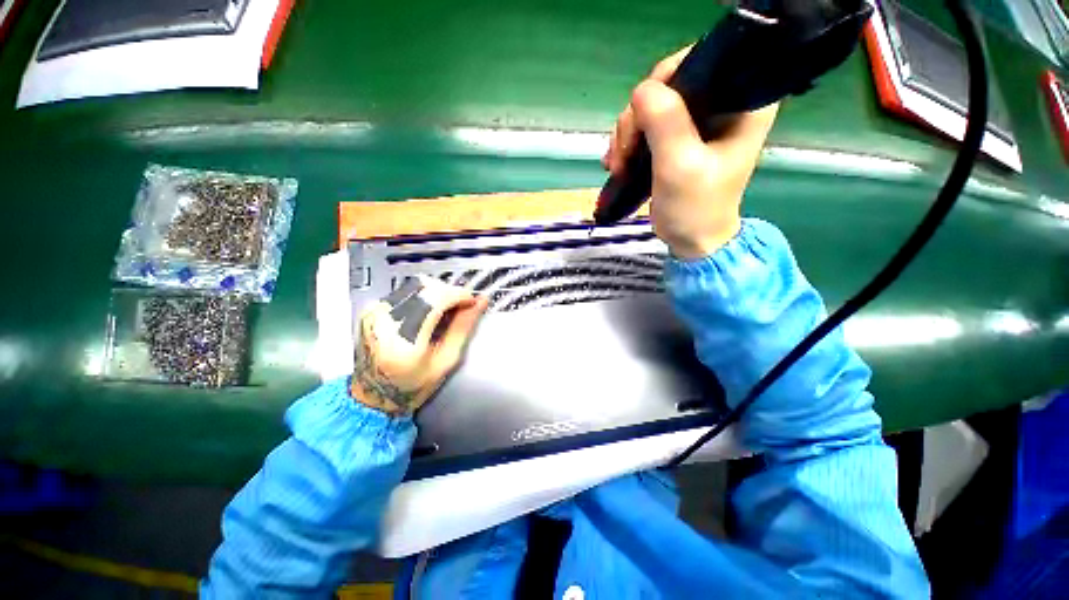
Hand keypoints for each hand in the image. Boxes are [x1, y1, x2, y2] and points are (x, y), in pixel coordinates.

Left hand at [351, 276, 488, 414]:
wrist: (372, 396)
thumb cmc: (412, 385)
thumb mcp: (446, 360)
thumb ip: (463, 327)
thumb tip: (480, 302)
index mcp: (404, 338)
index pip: (436, 298)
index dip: (460, 295)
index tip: (473, 302)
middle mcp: (385, 319)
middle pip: (427, 286)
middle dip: (451, 292)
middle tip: (463, 308)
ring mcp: (375, 312)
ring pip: (417, 284)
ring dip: (439, 293)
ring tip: (447, 311)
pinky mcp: (373, 309)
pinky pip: (406, 291)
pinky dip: (425, 296)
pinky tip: (430, 312)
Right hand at [604, 47, 778, 258]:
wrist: (692, 239)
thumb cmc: (695, 207)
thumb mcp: (680, 166)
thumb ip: (666, 124)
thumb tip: (642, 90)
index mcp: (742, 102)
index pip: (700, 63)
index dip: (663, 84)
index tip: (640, 121)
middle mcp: (723, 103)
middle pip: (669, 85)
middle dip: (637, 119)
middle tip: (622, 154)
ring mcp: (699, 121)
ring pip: (652, 107)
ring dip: (627, 135)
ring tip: (616, 166)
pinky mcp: (679, 137)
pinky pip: (647, 125)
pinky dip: (628, 142)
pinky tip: (617, 163)